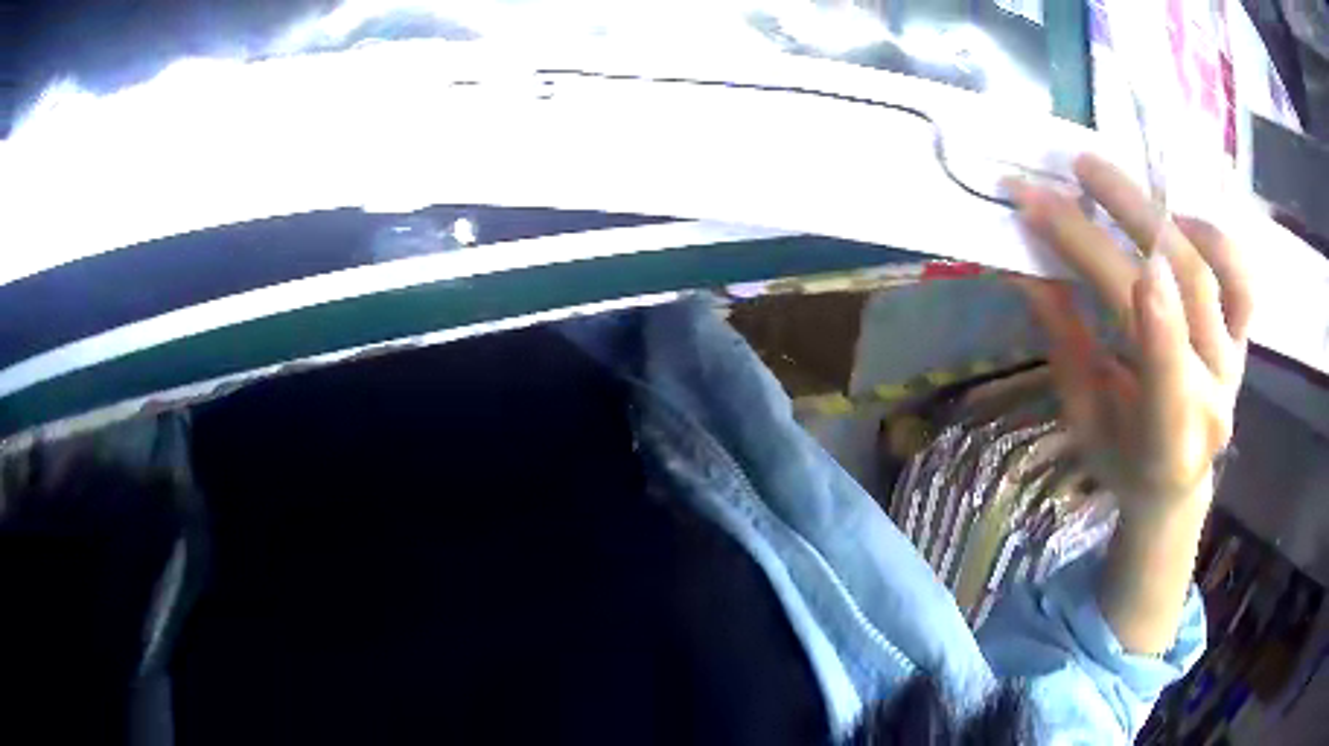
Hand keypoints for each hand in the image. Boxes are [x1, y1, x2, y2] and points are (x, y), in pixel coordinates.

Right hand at [1006, 154, 1252, 521]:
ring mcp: (1236, 361)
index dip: (1142, 306)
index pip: (1165, 372)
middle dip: (1132, 218)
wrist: (1176, 483)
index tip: (1104, 240)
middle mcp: (1215, 397)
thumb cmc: (1122, 458)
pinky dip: (1212, 235)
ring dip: (1172, 216)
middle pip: (1188, 288)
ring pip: (1223, 271)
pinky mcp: (1243, 337)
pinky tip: (1176, 221)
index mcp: (1169, 441)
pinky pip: (1241, 276)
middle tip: (1081, 167)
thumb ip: (1066, 341)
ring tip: (1130, 190)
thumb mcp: (1083, 415)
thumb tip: (1026, 264)